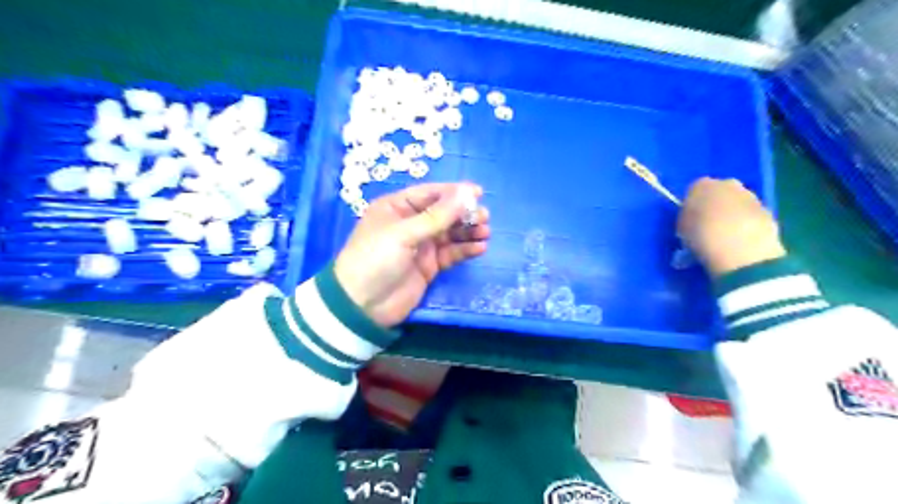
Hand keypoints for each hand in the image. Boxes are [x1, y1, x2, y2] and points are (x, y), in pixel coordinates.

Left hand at [335, 183, 489, 328]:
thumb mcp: (404, 233)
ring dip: (468, 231)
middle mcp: (410, 223)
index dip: (454, 192)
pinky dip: (465, 250)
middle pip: (443, 213)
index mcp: (397, 207)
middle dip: (464, 213)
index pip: (430, 193)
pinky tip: (480, 248)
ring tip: (486, 232)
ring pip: (450, 233)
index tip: (478, 193)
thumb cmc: (376, 259)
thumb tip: (467, 193)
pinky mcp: (429, 266)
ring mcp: (421, 246)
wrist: (362, 306)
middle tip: (485, 216)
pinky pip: (451, 254)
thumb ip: (437, 216)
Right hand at [682, 177, 787, 277]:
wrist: (739, 246)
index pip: (694, 191)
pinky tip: (741, 243)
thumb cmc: (700, 235)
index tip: (691, 221)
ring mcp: (750, 196)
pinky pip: (751, 217)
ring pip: (737, 204)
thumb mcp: (682, 228)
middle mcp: (727, 183)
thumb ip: (688, 219)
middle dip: (715, 207)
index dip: (692, 206)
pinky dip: (746, 226)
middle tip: (708, 228)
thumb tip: (694, 221)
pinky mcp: (768, 211)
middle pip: (719, 193)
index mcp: (700, 185)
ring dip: (732, 216)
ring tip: (725, 239)